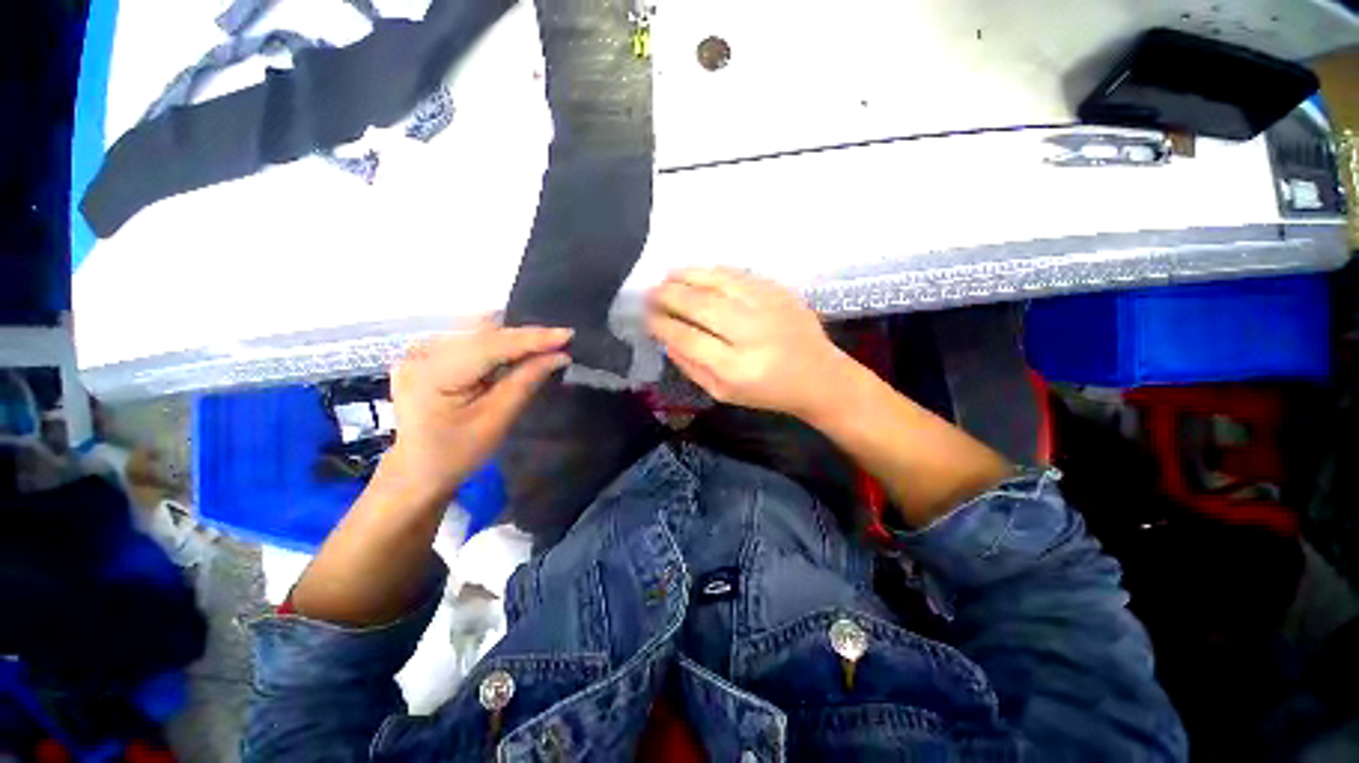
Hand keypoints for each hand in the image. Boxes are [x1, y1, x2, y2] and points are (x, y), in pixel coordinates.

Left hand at [385, 321, 571, 499]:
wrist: (417, 471)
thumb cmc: (456, 454)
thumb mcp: (495, 422)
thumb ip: (525, 383)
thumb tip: (559, 356)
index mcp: (431, 374)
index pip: (490, 345)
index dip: (531, 338)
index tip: (567, 334)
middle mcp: (421, 353)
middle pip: (484, 333)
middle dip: (526, 336)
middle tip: (562, 340)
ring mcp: (421, 351)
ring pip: (479, 332)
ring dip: (515, 338)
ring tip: (547, 344)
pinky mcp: (428, 354)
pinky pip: (471, 340)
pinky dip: (500, 343)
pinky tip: (520, 350)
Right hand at [645, 268, 848, 417]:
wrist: (818, 376)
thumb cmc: (767, 391)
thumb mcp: (723, 393)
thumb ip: (691, 367)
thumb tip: (666, 339)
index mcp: (736, 368)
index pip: (688, 339)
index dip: (662, 325)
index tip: (646, 318)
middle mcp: (751, 333)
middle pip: (700, 305)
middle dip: (668, 296)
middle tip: (650, 293)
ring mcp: (768, 307)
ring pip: (718, 282)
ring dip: (687, 276)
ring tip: (668, 276)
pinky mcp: (780, 291)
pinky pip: (740, 274)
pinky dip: (714, 271)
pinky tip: (698, 272)